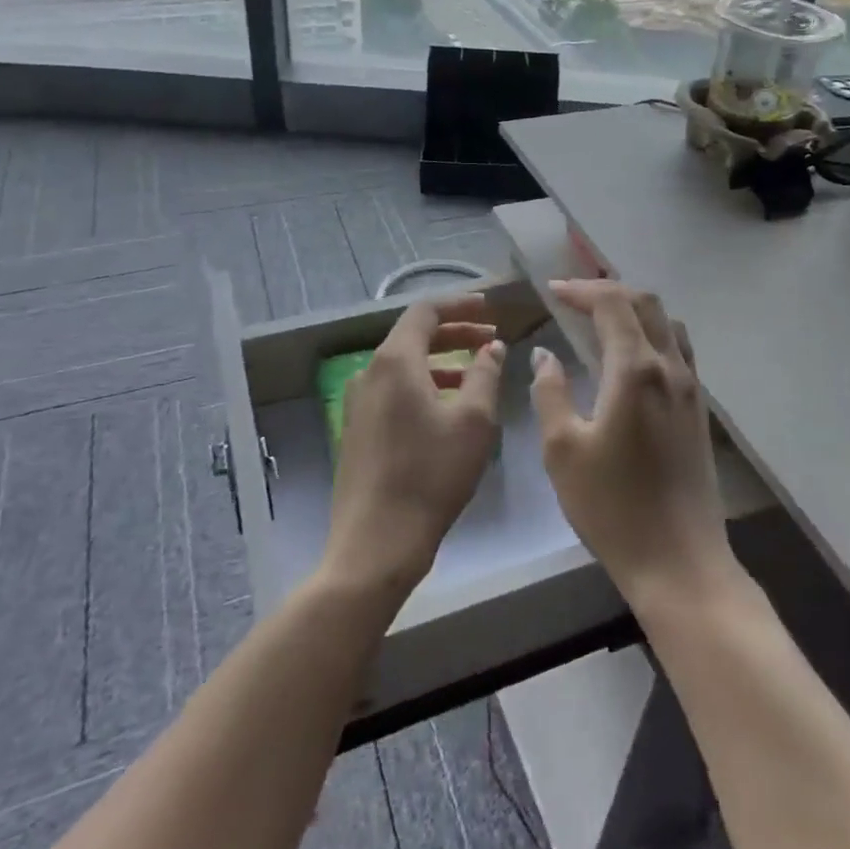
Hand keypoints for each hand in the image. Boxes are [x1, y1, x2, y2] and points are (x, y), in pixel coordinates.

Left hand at [322, 293, 506, 601]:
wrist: (376, 543)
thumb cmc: (431, 476)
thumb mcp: (473, 421)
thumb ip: (486, 374)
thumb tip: (492, 347)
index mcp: (395, 361)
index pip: (425, 311)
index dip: (460, 305)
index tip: (490, 309)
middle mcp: (369, 372)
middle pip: (413, 335)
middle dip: (454, 333)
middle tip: (491, 338)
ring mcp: (358, 402)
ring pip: (403, 364)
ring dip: (441, 360)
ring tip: (476, 372)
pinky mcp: (357, 429)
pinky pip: (393, 389)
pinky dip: (423, 384)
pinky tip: (447, 407)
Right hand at [533, 281, 734, 612]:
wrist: (679, 562)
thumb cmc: (612, 507)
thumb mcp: (563, 450)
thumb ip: (551, 392)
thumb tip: (546, 355)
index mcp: (636, 370)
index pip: (612, 304)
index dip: (581, 290)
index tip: (552, 291)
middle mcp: (670, 367)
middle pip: (646, 303)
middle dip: (609, 291)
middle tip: (574, 299)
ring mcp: (691, 388)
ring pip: (668, 323)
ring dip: (634, 310)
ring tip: (601, 320)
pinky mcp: (698, 409)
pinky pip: (678, 349)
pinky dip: (651, 333)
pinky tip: (629, 357)